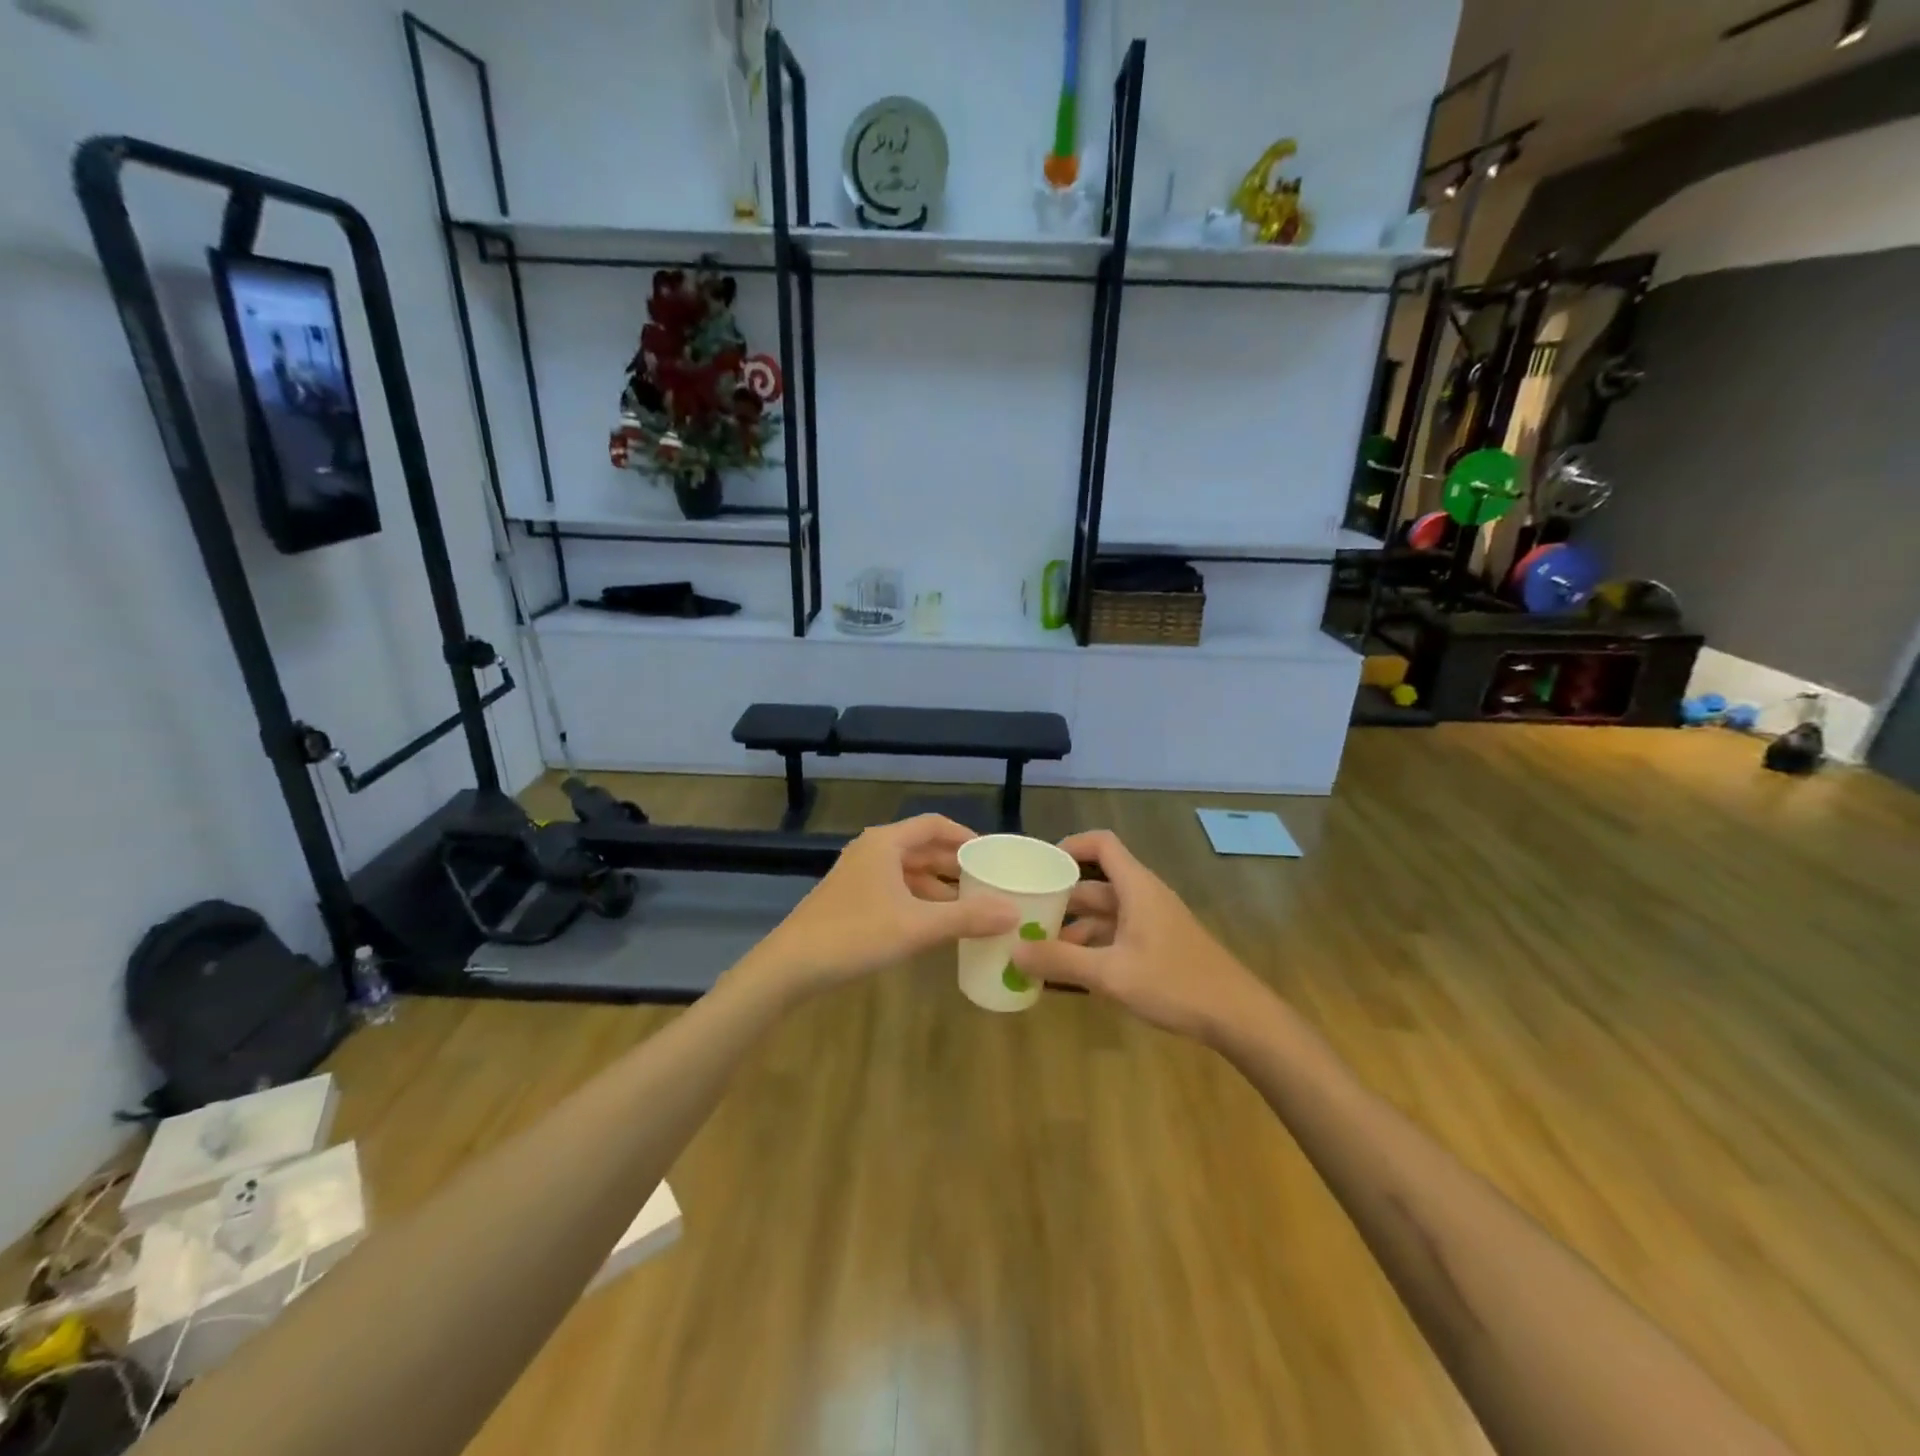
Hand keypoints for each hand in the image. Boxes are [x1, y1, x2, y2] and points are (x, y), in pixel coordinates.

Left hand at [748, 815, 1019, 998]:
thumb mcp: (917, 926)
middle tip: (988, 883)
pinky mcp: (850, 899)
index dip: (966, 836)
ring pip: (908, 871)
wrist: (791, 966)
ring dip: (938, 886)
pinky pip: (895, 890)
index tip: (992, 854)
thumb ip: (967, 918)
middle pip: (923, 848)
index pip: (935, 825)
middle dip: (955, 865)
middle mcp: (872, 850)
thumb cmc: (855, 934)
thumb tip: (1013, 911)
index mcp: (886, 842)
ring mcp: (858, 875)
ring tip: (970, 906)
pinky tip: (934, 924)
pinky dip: (919, 900)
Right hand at [1010, 830, 1267, 1041]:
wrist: (1238, 1017)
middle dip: (1060, 898)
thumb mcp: (1111, 974)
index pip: (1101, 844)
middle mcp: (1143, 898)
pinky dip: (1091, 948)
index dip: (1069, 845)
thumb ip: (1061, 961)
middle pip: (1095, 884)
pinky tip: (1069, 975)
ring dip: (1073, 929)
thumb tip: (1014, 951)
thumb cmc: (1175, 983)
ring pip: (1104, 915)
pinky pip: (1116, 937)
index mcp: (1136, 888)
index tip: (1038, 866)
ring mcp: (1152, 924)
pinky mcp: (1158, 948)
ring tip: (1038, 950)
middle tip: (1023, 915)